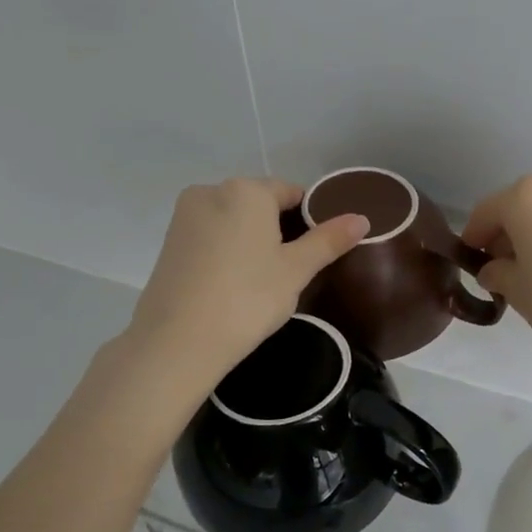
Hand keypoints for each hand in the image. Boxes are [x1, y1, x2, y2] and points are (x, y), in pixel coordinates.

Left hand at [126, 177, 368, 382]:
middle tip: (294, 270)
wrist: (178, 341)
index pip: (292, 193)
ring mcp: (185, 216)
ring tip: (264, 280)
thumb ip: (328, 240)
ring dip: (252, 240)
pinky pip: (211, 236)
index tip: (318, 251)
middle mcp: (211, 191)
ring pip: (234, 220)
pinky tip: (235, 283)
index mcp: (246, 190)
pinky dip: (228, 251)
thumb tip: (361, 218)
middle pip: (260, 204)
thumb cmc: (247, 298)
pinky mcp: (169, 242)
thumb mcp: (296, 270)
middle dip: (280, 229)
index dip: (311, 219)